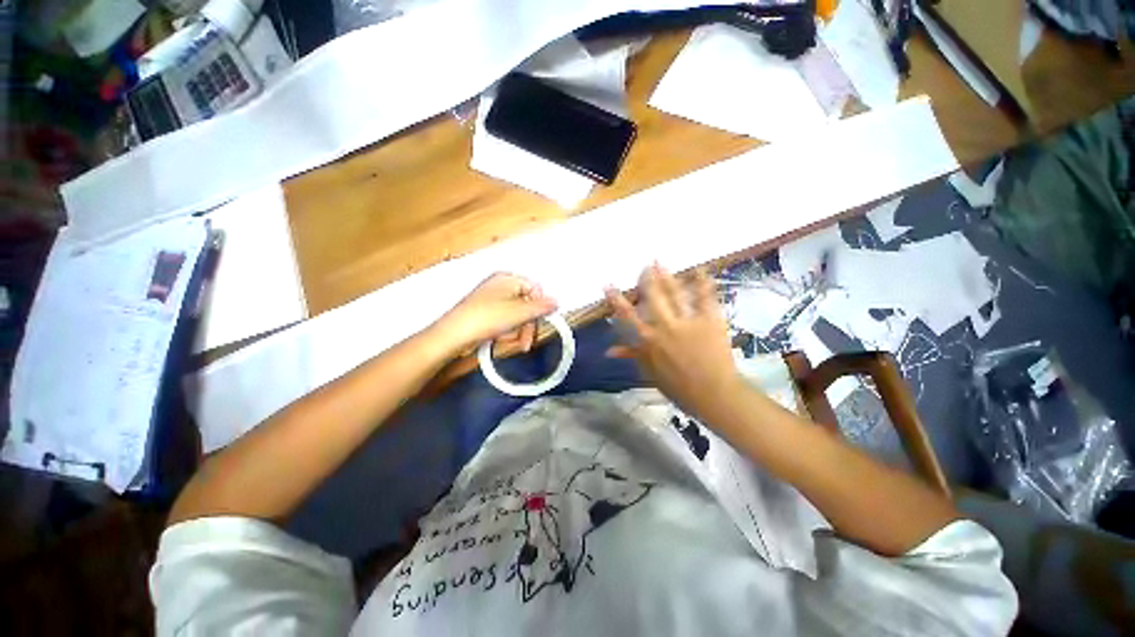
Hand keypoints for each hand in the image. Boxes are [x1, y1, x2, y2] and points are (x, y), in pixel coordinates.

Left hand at [431, 273, 557, 354]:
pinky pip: (505, 320)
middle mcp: (500, 285)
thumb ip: (541, 307)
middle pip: (526, 304)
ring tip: (510, 342)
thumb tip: (557, 301)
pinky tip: (500, 339)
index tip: (541, 322)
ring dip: (517, 331)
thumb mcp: (519, 312)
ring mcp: (492, 299)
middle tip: (526, 342)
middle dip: (527, 325)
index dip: (540, 306)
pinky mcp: (485, 312)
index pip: (535, 289)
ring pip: (516, 315)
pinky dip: (506, 331)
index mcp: (508, 278)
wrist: (453, 334)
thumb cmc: (488, 318)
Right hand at [605, 264, 742, 420]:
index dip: (616, 299)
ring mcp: (687, 321)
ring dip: (667, 277)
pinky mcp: (709, 320)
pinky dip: (703, 283)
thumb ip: (632, 355)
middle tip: (645, 265)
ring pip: (674, 294)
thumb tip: (609, 351)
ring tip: (661, 262)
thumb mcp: (650, 372)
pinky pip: (704, 298)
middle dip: (647, 279)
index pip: (627, 316)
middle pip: (652, 297)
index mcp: (648, 340)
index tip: (608, 285)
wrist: (713, 393)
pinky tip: (700, 270)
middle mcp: (665, 326)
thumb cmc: (679, 386)